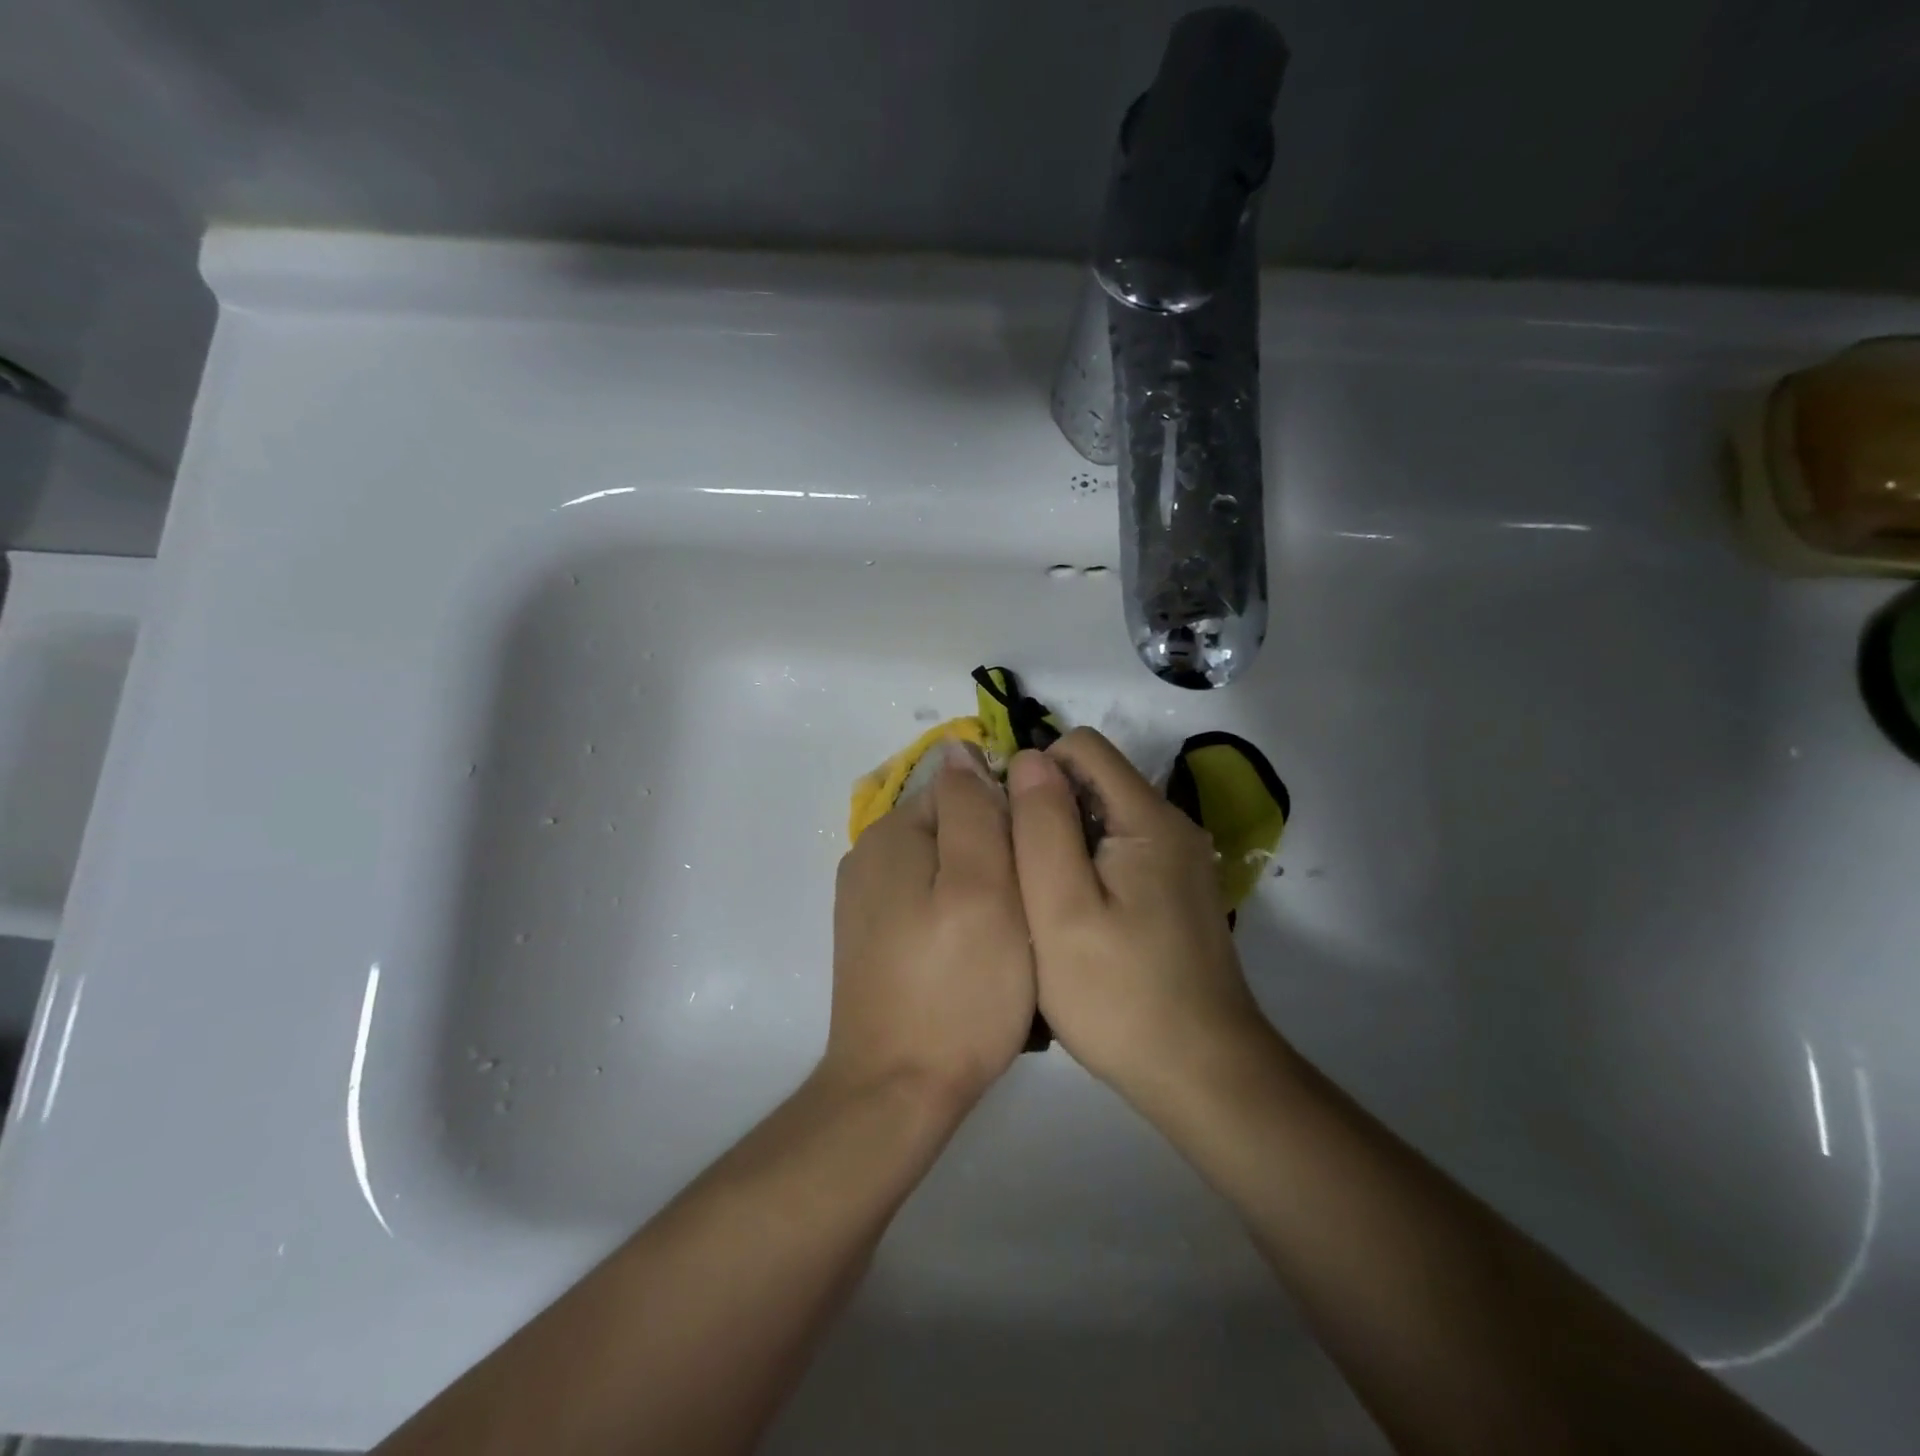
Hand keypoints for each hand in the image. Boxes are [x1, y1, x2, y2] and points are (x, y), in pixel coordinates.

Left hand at [824, 741, 1035, 1111]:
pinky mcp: (875, 942)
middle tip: (1029, 911)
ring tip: (1012, 941)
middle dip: (997, 857)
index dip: (1010, 819)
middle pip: (954, 829)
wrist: (897, 1092)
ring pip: (947, 870)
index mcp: (891, 835)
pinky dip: (961, 920)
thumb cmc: (957, 987)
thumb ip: (973, 811)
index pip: (963, 789)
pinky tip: (980, 961)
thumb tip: (961, 749)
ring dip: (985, 892)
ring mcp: (867, 903)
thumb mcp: (982, 886)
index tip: (1038, 865)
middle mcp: (869, 858)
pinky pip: (931, 906)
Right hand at [1006, 728, 1269, 1105]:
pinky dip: (1089, 869)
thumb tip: (1030, 757)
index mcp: (1149, 819)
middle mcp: (1173, 827)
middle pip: (1095, 782)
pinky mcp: (1178, 894)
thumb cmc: (1119, 994)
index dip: (1036, 772)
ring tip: (1042, 903)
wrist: (1202, 1074)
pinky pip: (1122, 854)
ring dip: (1064, 844)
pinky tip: (1076, 922)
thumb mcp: (1060, 908)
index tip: (1010, 829)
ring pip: (1104, 820)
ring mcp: (1180, 863)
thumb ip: (1041, 825)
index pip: (1083, 747)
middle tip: (1020, 876)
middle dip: (1047, 811)